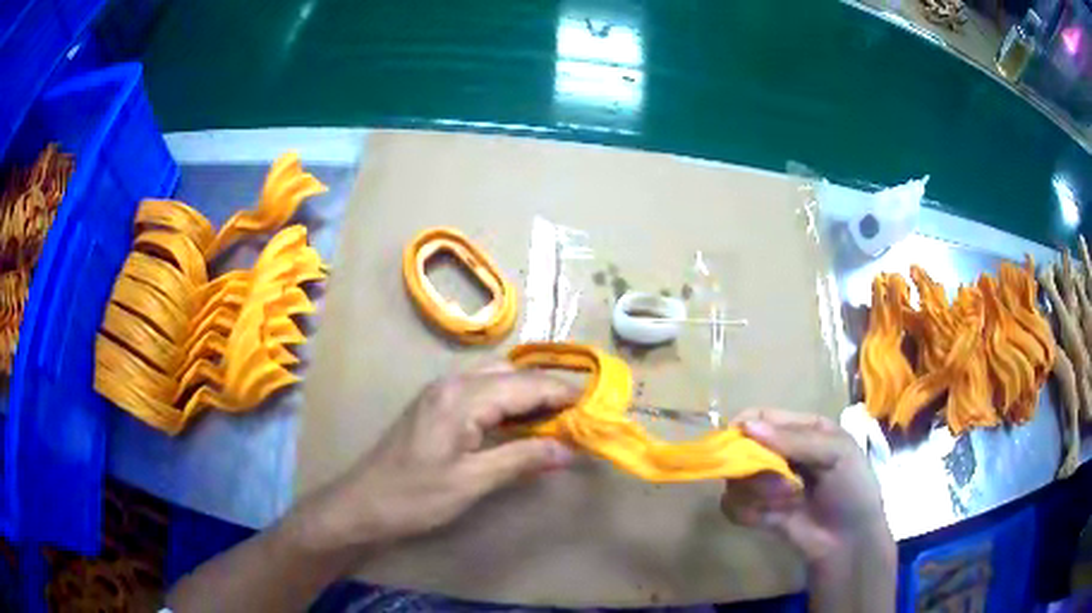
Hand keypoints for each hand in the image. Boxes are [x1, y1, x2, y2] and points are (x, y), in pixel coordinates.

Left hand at [292, 364, 578, 552]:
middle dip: (549, 390)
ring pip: (497, 380)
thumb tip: (568, 449)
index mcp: (463, 398)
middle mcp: (453, 384)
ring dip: (528, 394)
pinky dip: (508, 403)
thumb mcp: (472, 482)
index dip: (564, 394)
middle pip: (513, 374)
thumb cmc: (415, 496)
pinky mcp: (435, 406)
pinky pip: (481, 392)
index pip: (526, 385)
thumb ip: (522, 459)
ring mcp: (441, 393)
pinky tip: (520, 423)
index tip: (596, 407)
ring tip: (557, 418)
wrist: (363, 504)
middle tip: (580, 414)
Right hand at [720, 409, 891, 564]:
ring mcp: (765, 484)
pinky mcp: (754, 512)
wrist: (849, 541)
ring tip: (788, 503)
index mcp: (801, 430)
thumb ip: (795, 440)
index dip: (744, 427)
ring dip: (758, 493)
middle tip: (781, 484)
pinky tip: (772, 519)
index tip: (735, 443)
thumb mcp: (835, 454)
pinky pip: (731, 506)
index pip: (760, 417)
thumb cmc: (851, 488)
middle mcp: (778, 453)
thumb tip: (746, 427)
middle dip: (755, 468)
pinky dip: (748, 512)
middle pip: (741, 449)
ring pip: (735, 480)